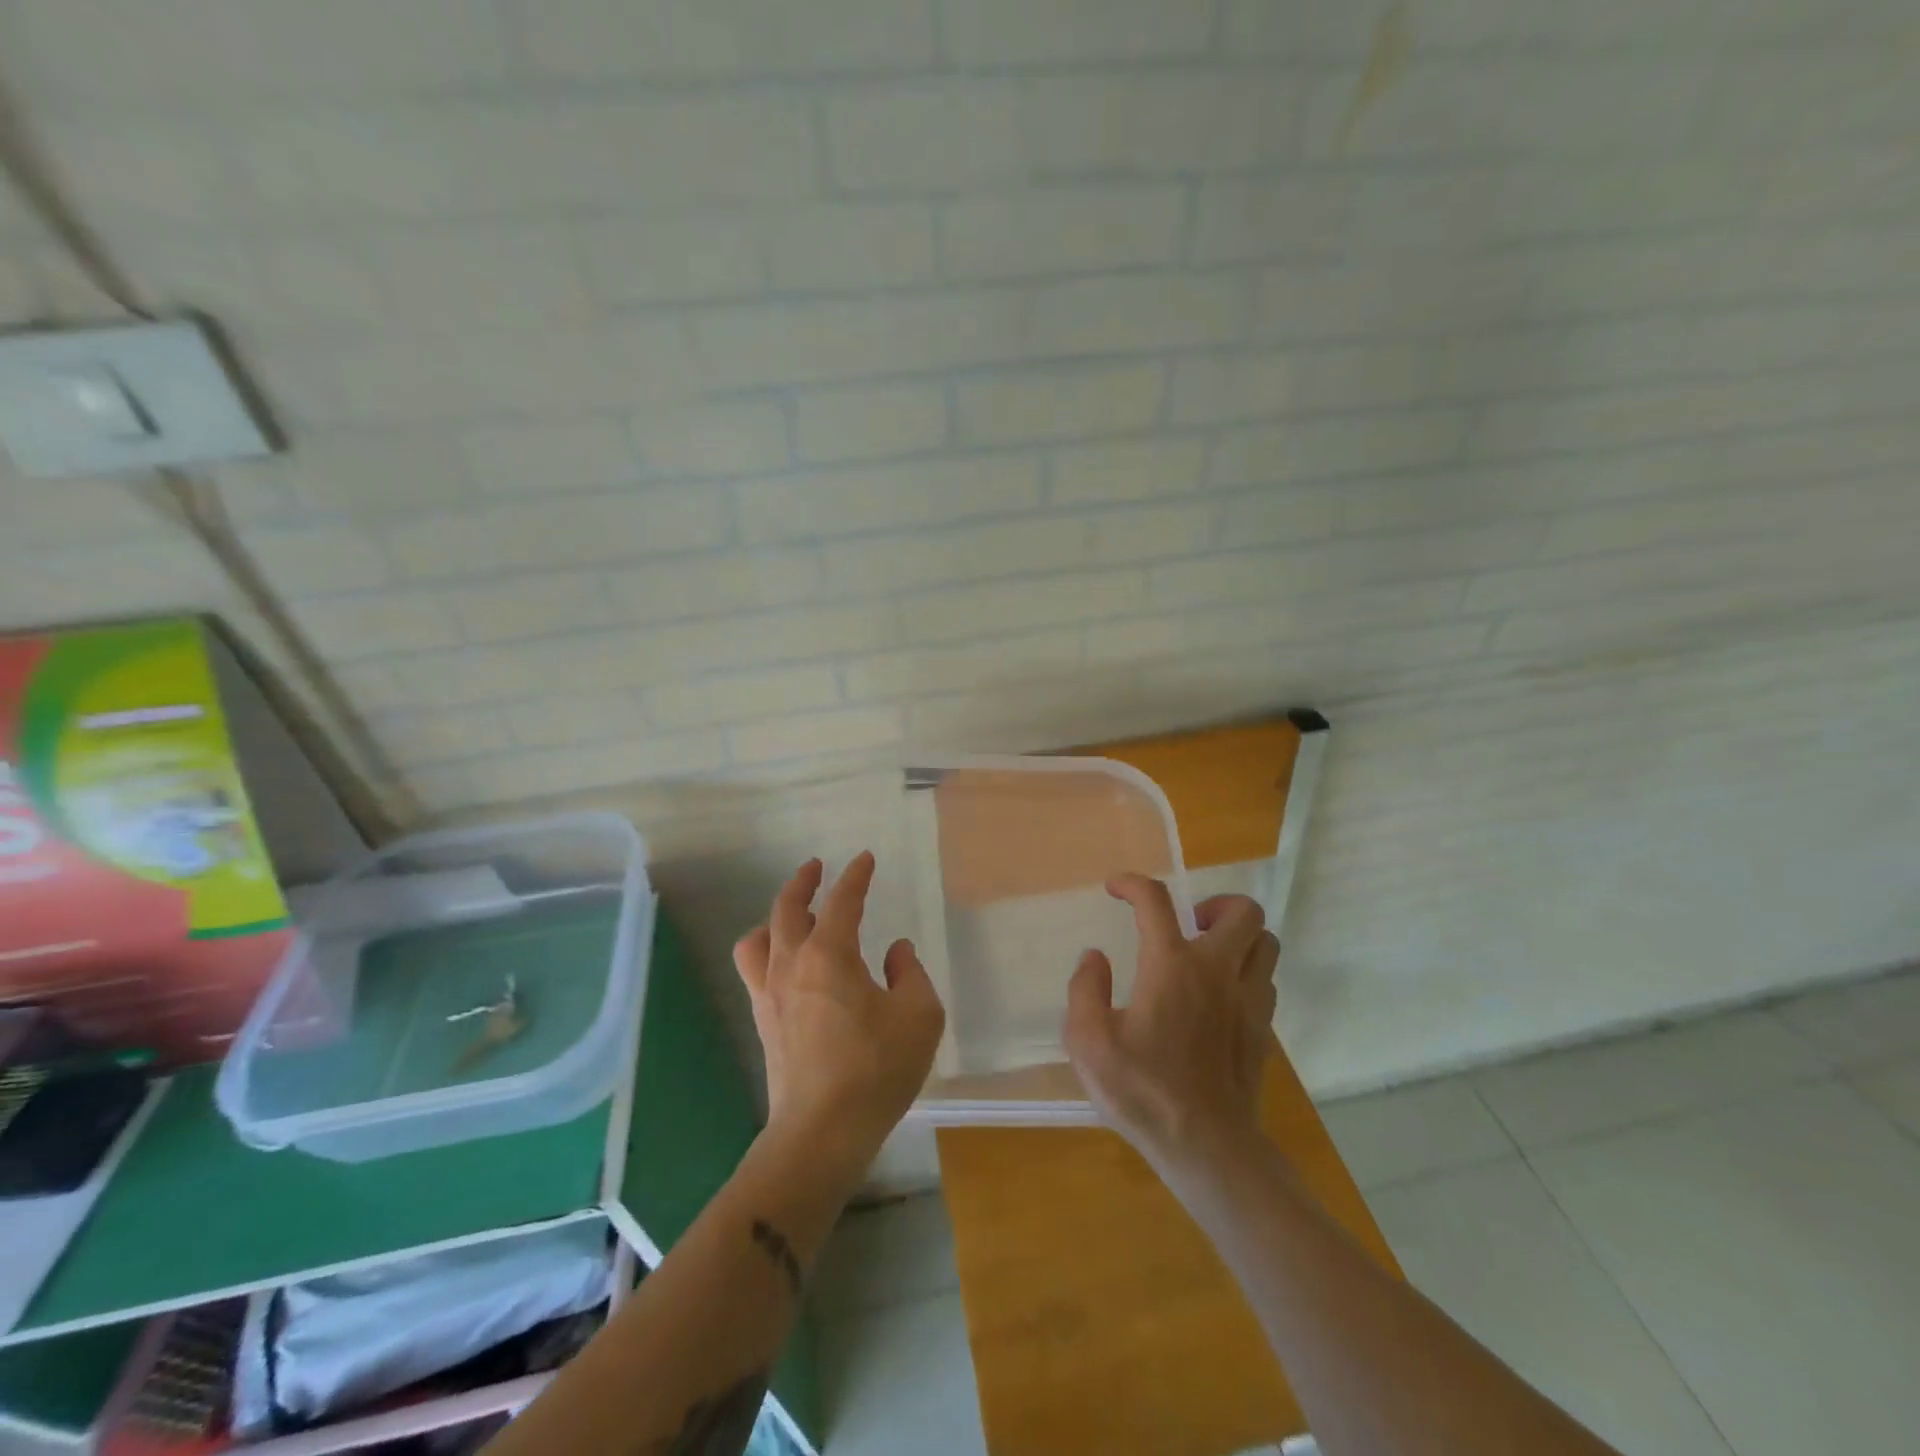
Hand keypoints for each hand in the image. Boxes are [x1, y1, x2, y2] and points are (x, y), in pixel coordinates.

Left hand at [733, 853, 945, 1181]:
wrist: (821, 1133)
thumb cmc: (876, 1069)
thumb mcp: (919, 1017)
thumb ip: (911, 975)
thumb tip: (896, 952)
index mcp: (831, 954)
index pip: (842, 901)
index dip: (855, 876)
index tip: (864, 859)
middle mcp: (793, 964)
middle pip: (787, 909)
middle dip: (803, 882)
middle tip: (816, 867)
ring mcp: (770, 993)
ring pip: (759, 938)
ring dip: (775, 916)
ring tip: (792, 915)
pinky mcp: (764, 1021)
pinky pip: (754, 969)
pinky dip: (765, 950)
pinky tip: (784, 963)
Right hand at [1062, 875, 1279, 1172]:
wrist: (1208, 1148)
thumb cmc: (1143, 1092)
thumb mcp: (1089, 1043)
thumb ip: (1084, 991)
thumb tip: (1094, 958)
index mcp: (1171, 966)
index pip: (1156, 901)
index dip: (1133, 883)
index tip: (1116, 888)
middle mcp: (1217, 971)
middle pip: (1242, 911)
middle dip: (1214, 904)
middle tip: (1185, 925)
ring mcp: (1249, 1000)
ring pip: (1265, 942)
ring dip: (1238, 937)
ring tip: (1206, 955)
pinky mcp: (1263, 1029)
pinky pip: (1266, 979)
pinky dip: (1246, 972)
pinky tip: (1219, 995)